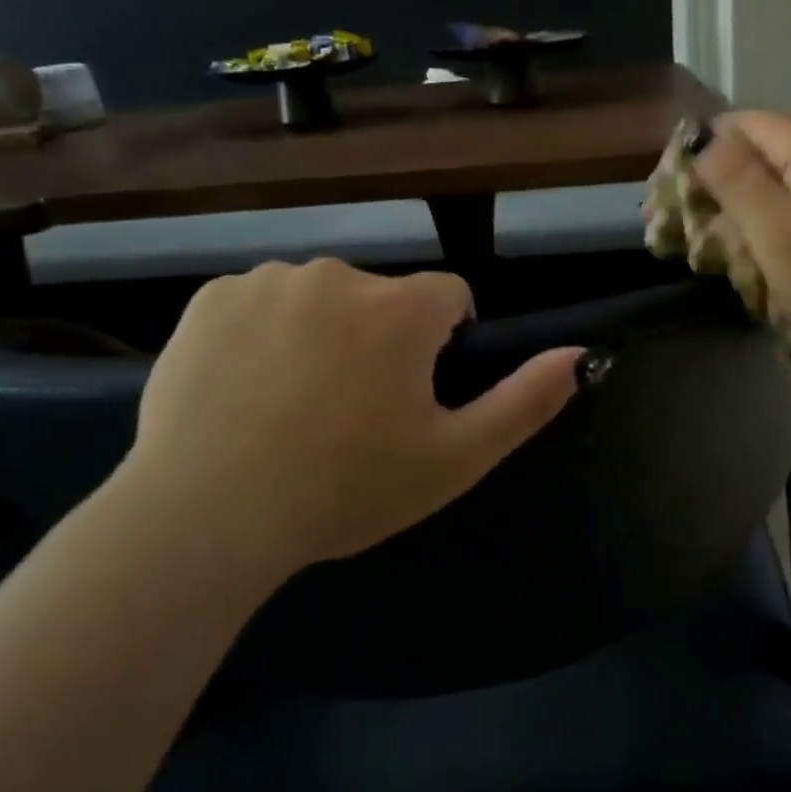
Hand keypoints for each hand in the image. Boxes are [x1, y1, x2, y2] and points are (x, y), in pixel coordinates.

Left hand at [113, 259, 581, 592]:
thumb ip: (526, 400)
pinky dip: (264, 334)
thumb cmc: (347, 488)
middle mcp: (338, 275)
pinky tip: (246, 391)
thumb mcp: (456, 457)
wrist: (208, 516)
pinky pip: (260, 303)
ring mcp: (267, 281)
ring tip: (295, 407)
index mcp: (402, 308)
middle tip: (354, 414)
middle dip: (382, 340)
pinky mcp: (210, 298)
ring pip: (321, 299)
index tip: (417, 395)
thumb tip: (582, 354)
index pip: (450, 297)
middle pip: (382, 299)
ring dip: (324, 334)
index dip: (444, 344)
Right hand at [694, 111, 790, 383]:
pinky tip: (790, 256)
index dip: (706, 159)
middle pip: (764, 147)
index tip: (690, 210)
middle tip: (717, 243)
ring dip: (760, 208)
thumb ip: (736, 182)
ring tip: (749, 256)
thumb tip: (705, 141)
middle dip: (732, 187)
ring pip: (788, 174)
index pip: (738, 125)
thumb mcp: (777, 237)